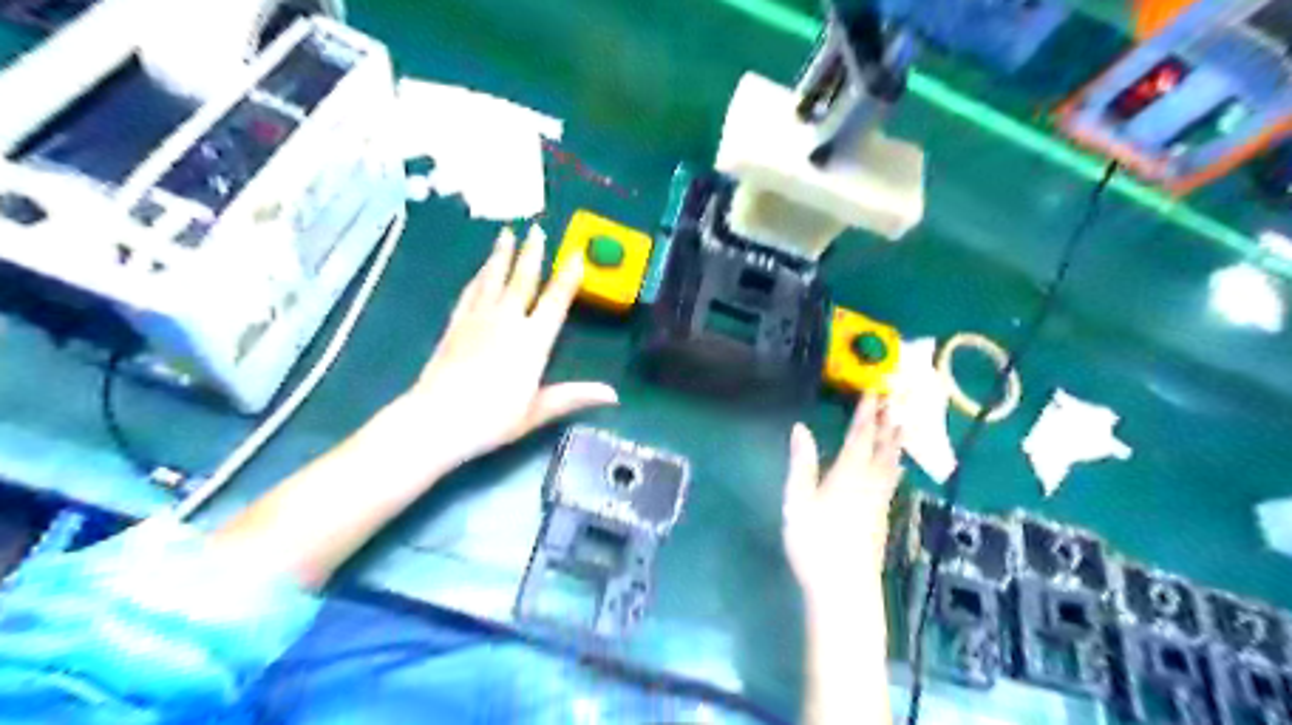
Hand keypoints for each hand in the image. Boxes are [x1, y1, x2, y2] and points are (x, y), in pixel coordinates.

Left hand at [404, 226, 623, 471]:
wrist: (437, 419)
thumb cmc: (493, 418)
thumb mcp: (538, 411)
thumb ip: (575, 396)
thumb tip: (614, 395)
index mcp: (533, 341)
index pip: (555, 301)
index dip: (567, 277)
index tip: (576, 254)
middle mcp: (507, 321)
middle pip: (522, 279)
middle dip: (531, 253)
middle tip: (536, 229)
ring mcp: (478, 319)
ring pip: (494, 278)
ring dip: (502, 255)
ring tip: (506, 233)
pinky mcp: (456, 324)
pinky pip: (471, 292)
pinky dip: (479, 277)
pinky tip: (480, 270)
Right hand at [781, 394, 900, 608]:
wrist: (845, 590)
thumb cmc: (816, 543)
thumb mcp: (798, 500)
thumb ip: (802, 462)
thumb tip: (800, 427)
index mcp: (849, 474)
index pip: (860, 436)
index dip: (866, 414)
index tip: (873, 392)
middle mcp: (870, 483)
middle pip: (883, 447)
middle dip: (888, 423)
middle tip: (895, 402)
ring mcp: (880, 503)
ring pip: (891, 464)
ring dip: (895, 442)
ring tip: (901, 426)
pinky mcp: (882, 519)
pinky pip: (892, 481)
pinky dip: (894, 465)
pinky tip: (894, 469)